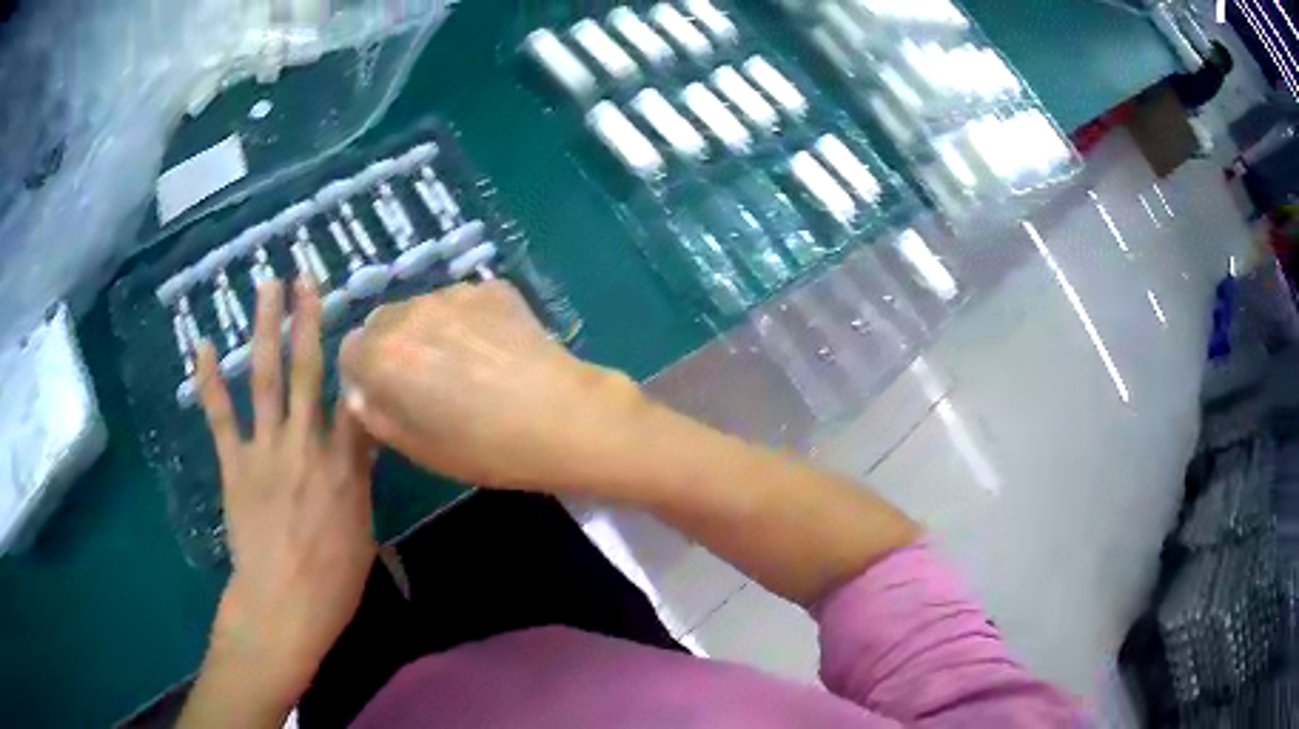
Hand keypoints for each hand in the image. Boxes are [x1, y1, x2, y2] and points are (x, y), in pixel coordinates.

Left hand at [192, 279, 375, 717]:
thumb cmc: (332, 581)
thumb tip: (363, 443)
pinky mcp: (234, 465)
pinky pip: (220, 416)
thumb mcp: (363, 534)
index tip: (358, 322)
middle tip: (306, 278)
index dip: (357, 357)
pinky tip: (204, 346)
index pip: (356, 399)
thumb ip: (359, 481)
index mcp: (344, 468)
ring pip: (265, 379)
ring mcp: (266, 452)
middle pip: (308, 373)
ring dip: (265, 330)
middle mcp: (306, 447)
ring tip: (267, 288)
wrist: (282, 607)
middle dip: (308, 321)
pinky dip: (210, 381)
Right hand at [338, 281, 644, 494]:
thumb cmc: (484, 447)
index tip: (388, 395)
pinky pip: (461, 301)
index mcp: (382, 355)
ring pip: (421, 308)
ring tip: (465, 364)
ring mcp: (453, 294)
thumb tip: (360, 390)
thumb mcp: (415, 447)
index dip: (365, 375)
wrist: (562, 418)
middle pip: (382, 323)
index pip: (349, 351)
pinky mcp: (491, 287)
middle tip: (426, 380)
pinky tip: (494, 349)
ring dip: (428, 330)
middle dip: (392, 348)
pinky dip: (465, 320)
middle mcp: (409, 312)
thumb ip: (373, 414)